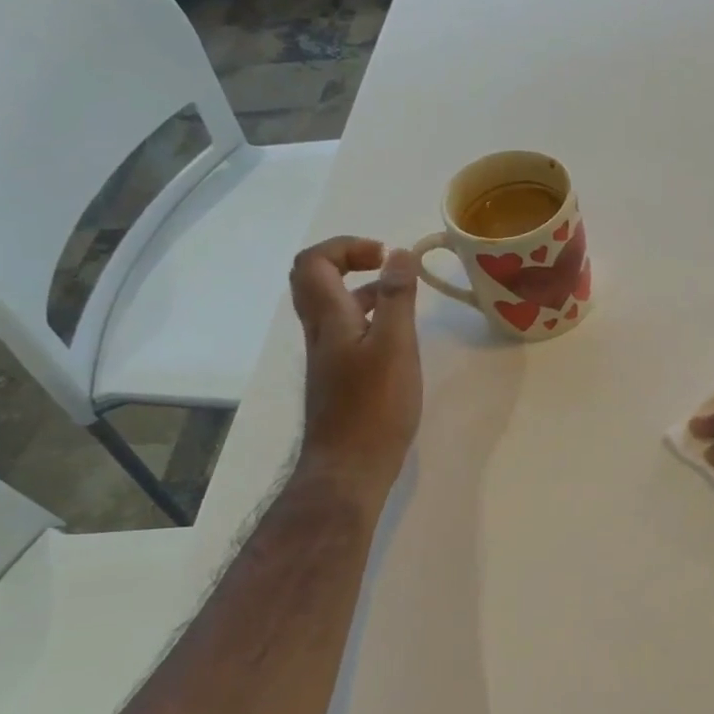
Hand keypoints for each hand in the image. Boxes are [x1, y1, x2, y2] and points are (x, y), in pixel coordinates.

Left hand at [288, 237, 421, 499]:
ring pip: (332, 308)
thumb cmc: (375, 406)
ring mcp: (327, 358)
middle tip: (384, 265)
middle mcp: (320, 333)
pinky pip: (345, 333)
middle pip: (313, 281)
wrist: (349, 467)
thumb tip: (400, 253)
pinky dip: (367, 319)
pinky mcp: (338, 379)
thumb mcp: (395, 346)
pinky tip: (396, 338)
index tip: (385, 256)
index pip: (314, 262)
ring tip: (400, 296)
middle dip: (347, 261)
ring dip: (361, 290)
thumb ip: (397, 298)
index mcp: (329, 319)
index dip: (345, 246)